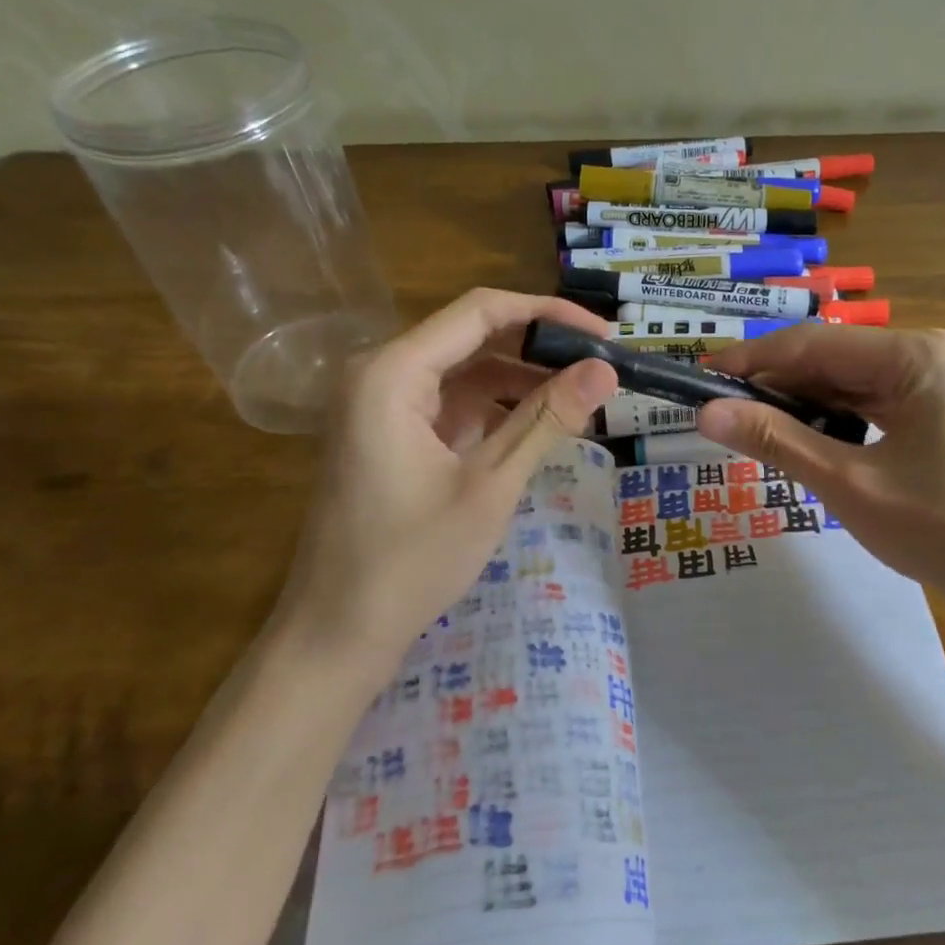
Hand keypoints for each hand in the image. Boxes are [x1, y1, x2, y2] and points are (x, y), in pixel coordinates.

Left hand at [282, 289, 617, 664]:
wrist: (337, 633)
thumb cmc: (410, 560)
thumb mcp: (490, 485)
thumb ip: (548, 418)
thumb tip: (607, 370)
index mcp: (392, 372)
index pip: (481, 311)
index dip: (548, 314)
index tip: (604, 335)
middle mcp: (381, 372)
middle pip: (472, 336)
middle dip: (538, 348)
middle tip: (601, 366)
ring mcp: (382, 404)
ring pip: (465, 369)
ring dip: (521, 378)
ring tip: (581, 396)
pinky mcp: (390, 433)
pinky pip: (452, 402)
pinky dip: (496, 408)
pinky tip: (539, 423)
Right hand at [697, 324, 944, 624]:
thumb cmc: (944, 530)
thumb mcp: (849, 484)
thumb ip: (776, 441)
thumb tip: (706, 412)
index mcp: (913, 355)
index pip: (812, 344)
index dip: (751, 360)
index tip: (699, 377)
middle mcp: (925, 355)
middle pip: (829, 359)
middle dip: (773, 385)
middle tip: (716, 411)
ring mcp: (935, 382)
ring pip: (846, 382)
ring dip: (798, 403)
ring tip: (747, 428)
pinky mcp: (936, 411)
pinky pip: (868, 402)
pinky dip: (830, 419)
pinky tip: (800, 440)